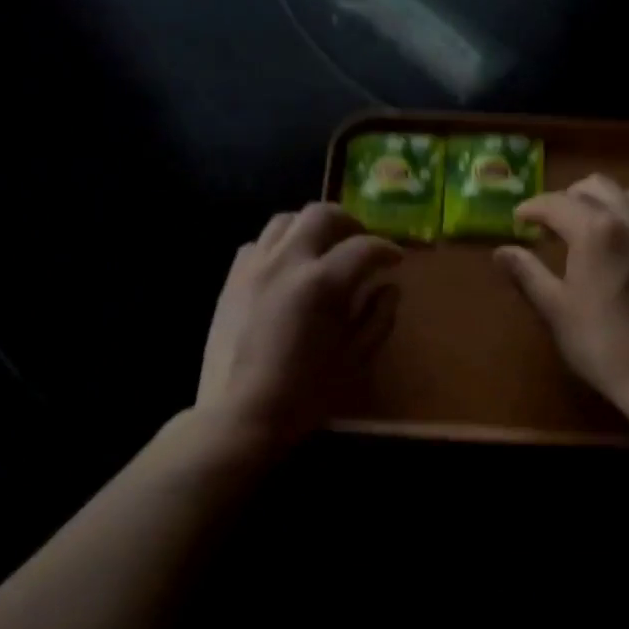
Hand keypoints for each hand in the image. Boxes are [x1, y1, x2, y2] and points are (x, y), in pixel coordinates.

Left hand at [196, 202, 402, 446]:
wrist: (240, 414)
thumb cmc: (305, 394)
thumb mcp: (354, 359)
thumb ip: (378, 317)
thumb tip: (390, 288)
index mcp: (322, 283)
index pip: (364, 247)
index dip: (387, 249)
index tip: (396, 260)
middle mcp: (287, 261)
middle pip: (322, 214)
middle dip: (350, 223)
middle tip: (361, 244)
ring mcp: (254, 266)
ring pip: (285, 220)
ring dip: (312, 227)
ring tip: (324, 249)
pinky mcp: (232, 278)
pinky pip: (258, 243)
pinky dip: (279, 245)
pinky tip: (288, 268)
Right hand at [494, 174, 628, 404]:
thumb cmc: (598, 341)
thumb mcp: (554, 307)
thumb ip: (527, 272)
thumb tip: (501, 251)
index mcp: (595, 229)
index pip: (556, 202)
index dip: (532, 208)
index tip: (517, 221)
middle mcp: (628, 218)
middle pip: (594, 186)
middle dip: (565, 198)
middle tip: (546, 224)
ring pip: (623, 194)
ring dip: (596, 201)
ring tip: (579, 228)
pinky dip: (621, 214)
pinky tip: (609, 244)